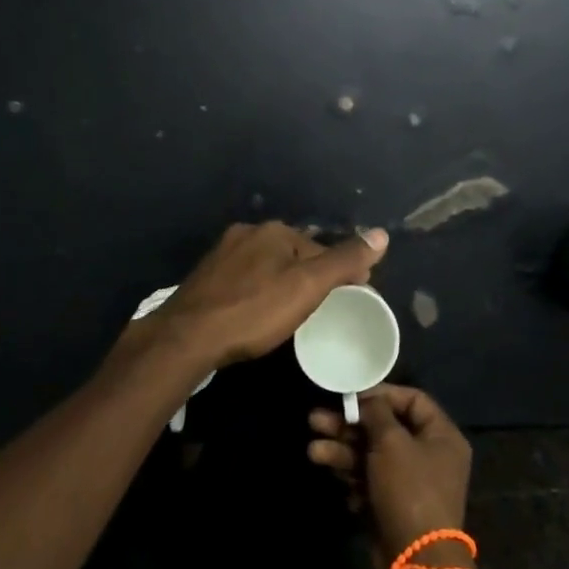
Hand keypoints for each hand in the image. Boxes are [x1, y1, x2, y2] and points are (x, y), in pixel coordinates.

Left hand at [118, 221, 388, 374]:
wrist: (187, 337)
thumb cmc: (254, 311)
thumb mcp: (307, 287)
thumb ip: (344, 261)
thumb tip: (381, 234)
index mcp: (273, 231)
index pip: (319, 248)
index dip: (339, 272)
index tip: (351, 297)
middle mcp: (247, 232)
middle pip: (291, 253)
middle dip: (308, 275)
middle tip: (320, 309)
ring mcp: (222, 253)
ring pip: (265, 265)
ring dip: (281, 282)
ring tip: (290, 314)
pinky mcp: (206, 276)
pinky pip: (243, 278)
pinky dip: (257, 291)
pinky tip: (256, 313)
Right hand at [308, 384, 471, 561]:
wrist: (414, 561)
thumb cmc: (408, 489)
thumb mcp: (392, 442)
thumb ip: (377, 414)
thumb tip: (367, 400)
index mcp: (441, 436)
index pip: (412, 400)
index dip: (380, 394)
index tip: (350, 395)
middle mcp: (429, 455)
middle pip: (385, 429)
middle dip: (349, 426)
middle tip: (315, 421)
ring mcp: (410, 482)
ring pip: (372, 456)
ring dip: (342, 451)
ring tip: (313, 451)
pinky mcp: (393, 505)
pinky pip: (370, 481)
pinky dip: (352, 478)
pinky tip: (336, 479)